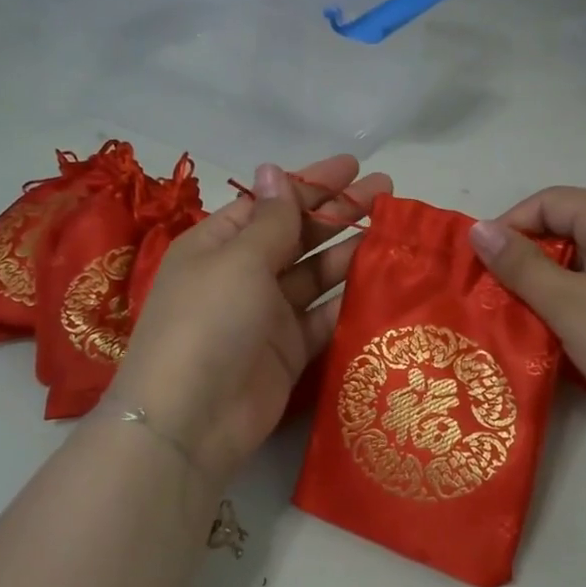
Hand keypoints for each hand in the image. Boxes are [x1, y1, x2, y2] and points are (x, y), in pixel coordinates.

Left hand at [108, 155, 388, 483]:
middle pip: (296, 235)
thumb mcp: (239, 260)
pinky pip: (322, 318)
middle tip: (386, 193)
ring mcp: (265, 315)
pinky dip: (348, 301)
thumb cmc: (209, 321)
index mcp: (218, 244)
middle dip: (338, 213)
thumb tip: (273, 169)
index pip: (270, 203)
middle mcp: (241, 275)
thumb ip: (271, 219)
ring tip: (393, 235)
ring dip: (349, 253)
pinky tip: (382, 283)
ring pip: (314, 276)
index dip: (311, 184)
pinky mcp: (287, 352)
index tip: (354, 167)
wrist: (191, 419)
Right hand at [469, 186, 585, 438]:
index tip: (483, 266)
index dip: (510, 226)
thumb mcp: (568, 304)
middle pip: (569, 227)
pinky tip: (570, 333)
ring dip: (552, 284)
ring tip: (528, 317)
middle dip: (529, 257)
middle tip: (500, 296)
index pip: (549, 201)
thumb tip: (478, 229)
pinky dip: (580, 301)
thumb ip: (520, 265)